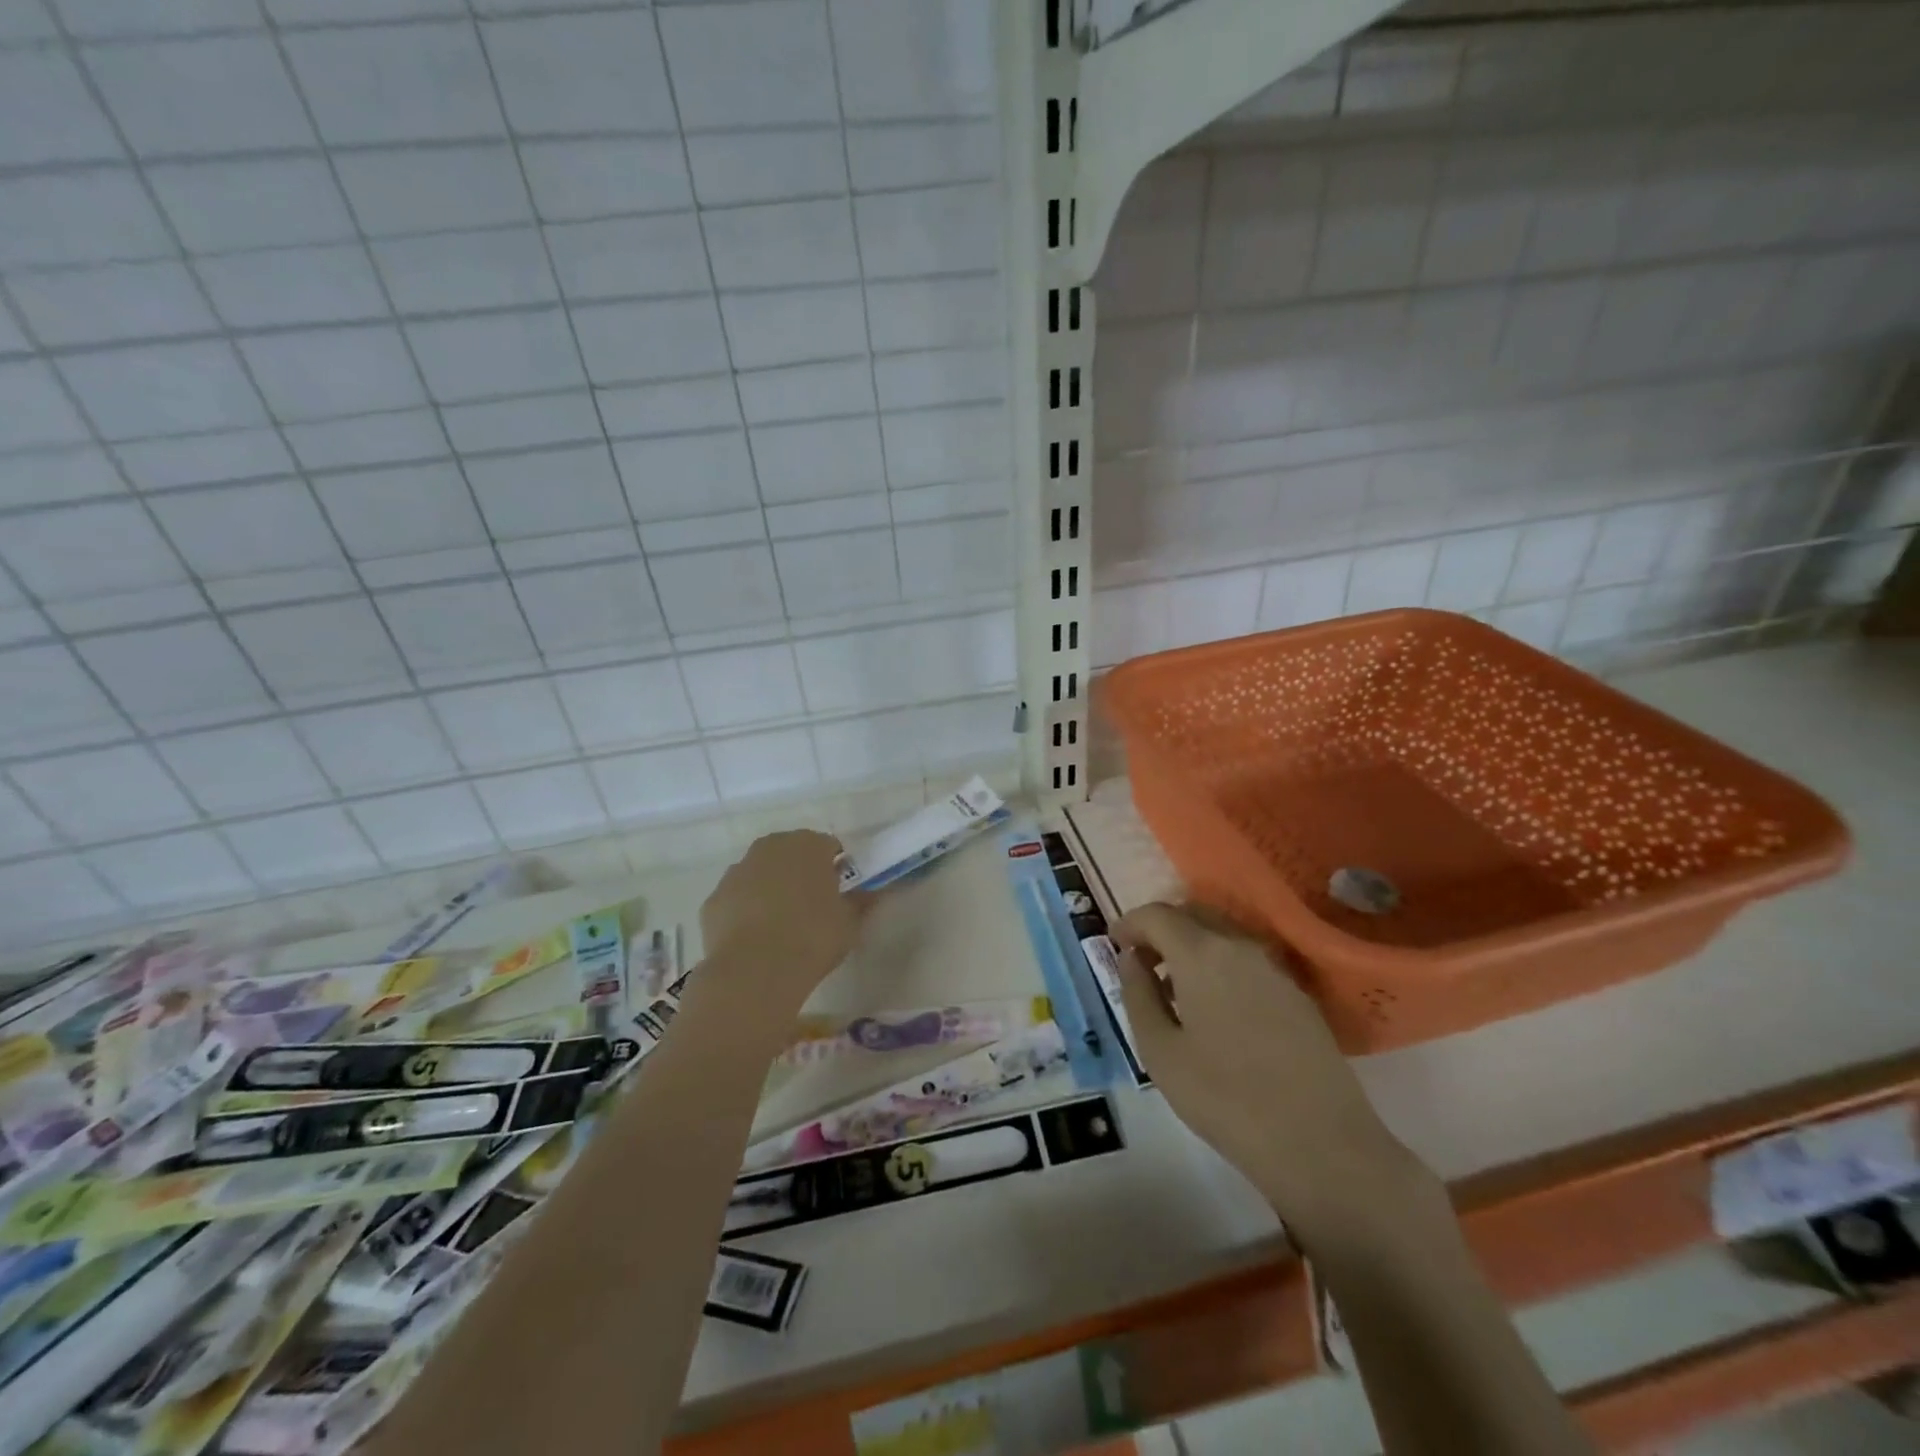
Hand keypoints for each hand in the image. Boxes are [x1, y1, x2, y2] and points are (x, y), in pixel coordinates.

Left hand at [699, 831, 866, 1007]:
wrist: (754, 970)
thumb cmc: (812, 938)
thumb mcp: (850, 922)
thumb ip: (860, 902)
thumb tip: (870, 893)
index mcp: (808, 845)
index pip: (828, 846)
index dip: (835, 868)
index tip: (839, 892)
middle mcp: (770, 848)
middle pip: (790, 853)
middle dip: (800, 872)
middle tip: (812, 906)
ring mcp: (737, 871)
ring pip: (760, 873)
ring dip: (770, 889)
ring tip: (781, 925)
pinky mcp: (713, 899)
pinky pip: (737, 899)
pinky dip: (745, 911)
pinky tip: (755, 939)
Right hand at [1113, 903, 1423, 1238]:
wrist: (1321, 1144)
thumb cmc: (1225, 1098)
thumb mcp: (1160, 1051)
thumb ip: (1137, 994)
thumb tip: (1131, 959)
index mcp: (1202, 953)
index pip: (1157, 915)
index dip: (1129, 923)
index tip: (1113, 943)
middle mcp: (1240, 946)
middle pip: (1192, 915)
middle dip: (1160, 929)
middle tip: (1140, 961)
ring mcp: (1274, 968)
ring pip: (1222, 934)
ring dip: (1191, 945)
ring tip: (1174, 986)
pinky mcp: (1297, 993)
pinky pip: (1246, 959)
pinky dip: (1219, 963)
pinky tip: (1214, 1005)